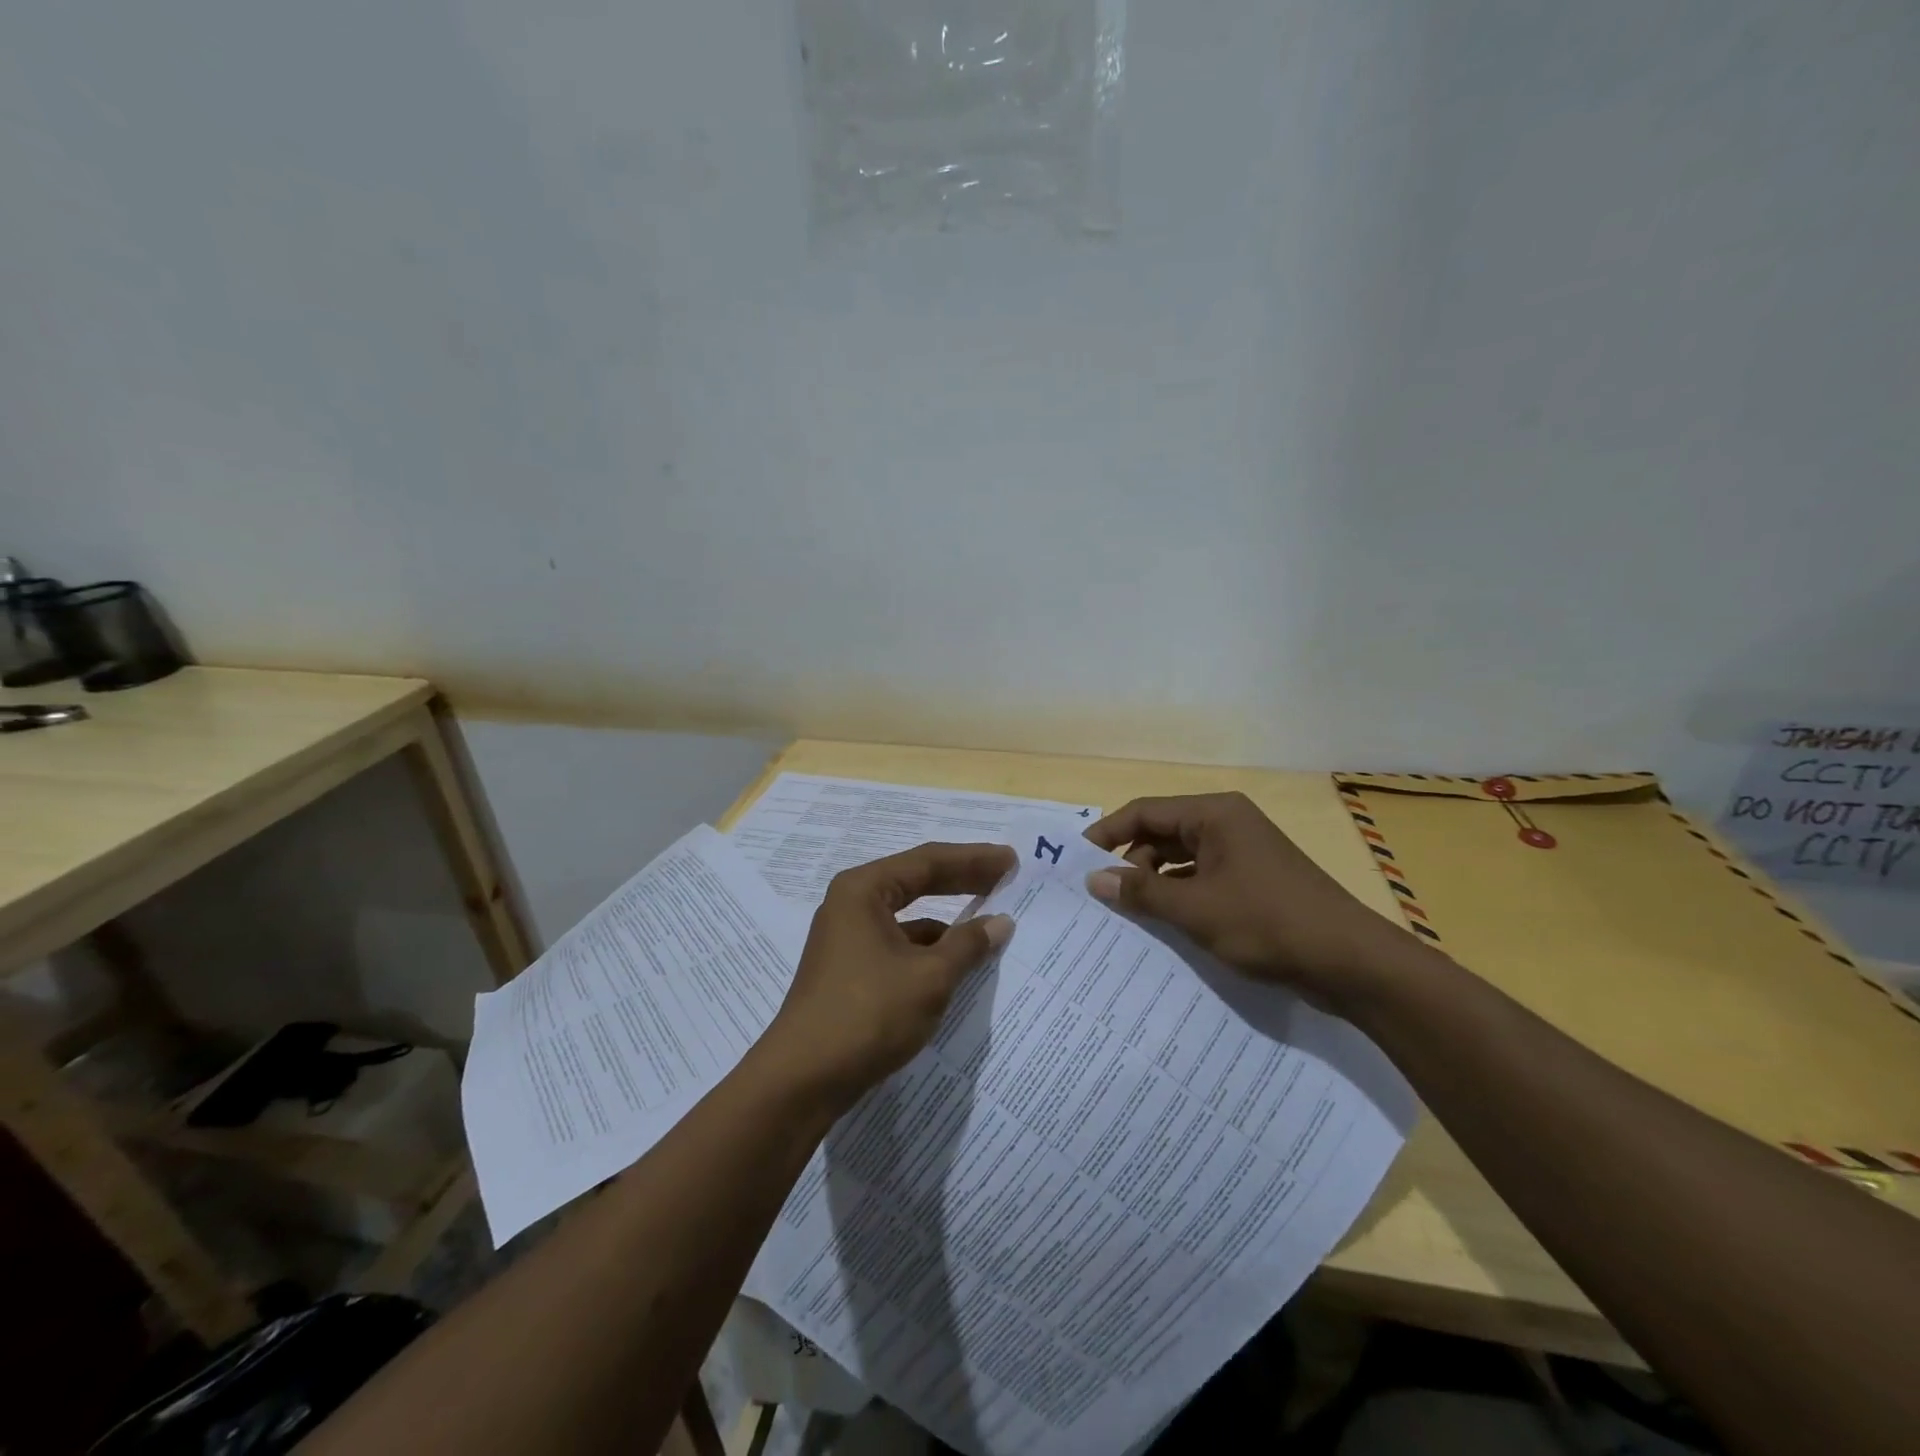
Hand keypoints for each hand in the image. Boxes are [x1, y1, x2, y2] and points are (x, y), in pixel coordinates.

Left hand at [760, 843, 1016, 1110]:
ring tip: (989, 927)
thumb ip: (968, 944)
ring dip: (948, 921)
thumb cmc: (868, 1014)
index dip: (973, 859)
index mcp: (864, 890)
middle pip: (916, 881)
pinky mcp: (850, 969)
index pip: (928, 861)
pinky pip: (899, 945)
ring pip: (909, 917)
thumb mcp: (929, 977)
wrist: (802, 1080)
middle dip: (963, 880)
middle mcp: (852, 904)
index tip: (1011, 860)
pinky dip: (930, 949)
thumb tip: (1001, 922)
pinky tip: (957, 965)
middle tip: (1005, 877)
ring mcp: (848, 938)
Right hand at [1084, 792, 1420, 1009]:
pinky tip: (1165, 925)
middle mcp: (1228, 824)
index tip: (1077, 860)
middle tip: (1104, 896)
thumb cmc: (1268, 923)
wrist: (1351, 963)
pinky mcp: (1254, 882)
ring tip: (1129, 914)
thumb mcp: (1196, 909)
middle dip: (1132, 862)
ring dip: (1155, 883)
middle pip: (1163, 833)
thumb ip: (1142, 892)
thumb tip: (1094, 879)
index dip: (1108, 833)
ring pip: (1182, 859)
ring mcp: (1244, 853)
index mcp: (1215, 815)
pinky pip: (1202, 880)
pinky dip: (1181, 896)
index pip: (1146, 811)